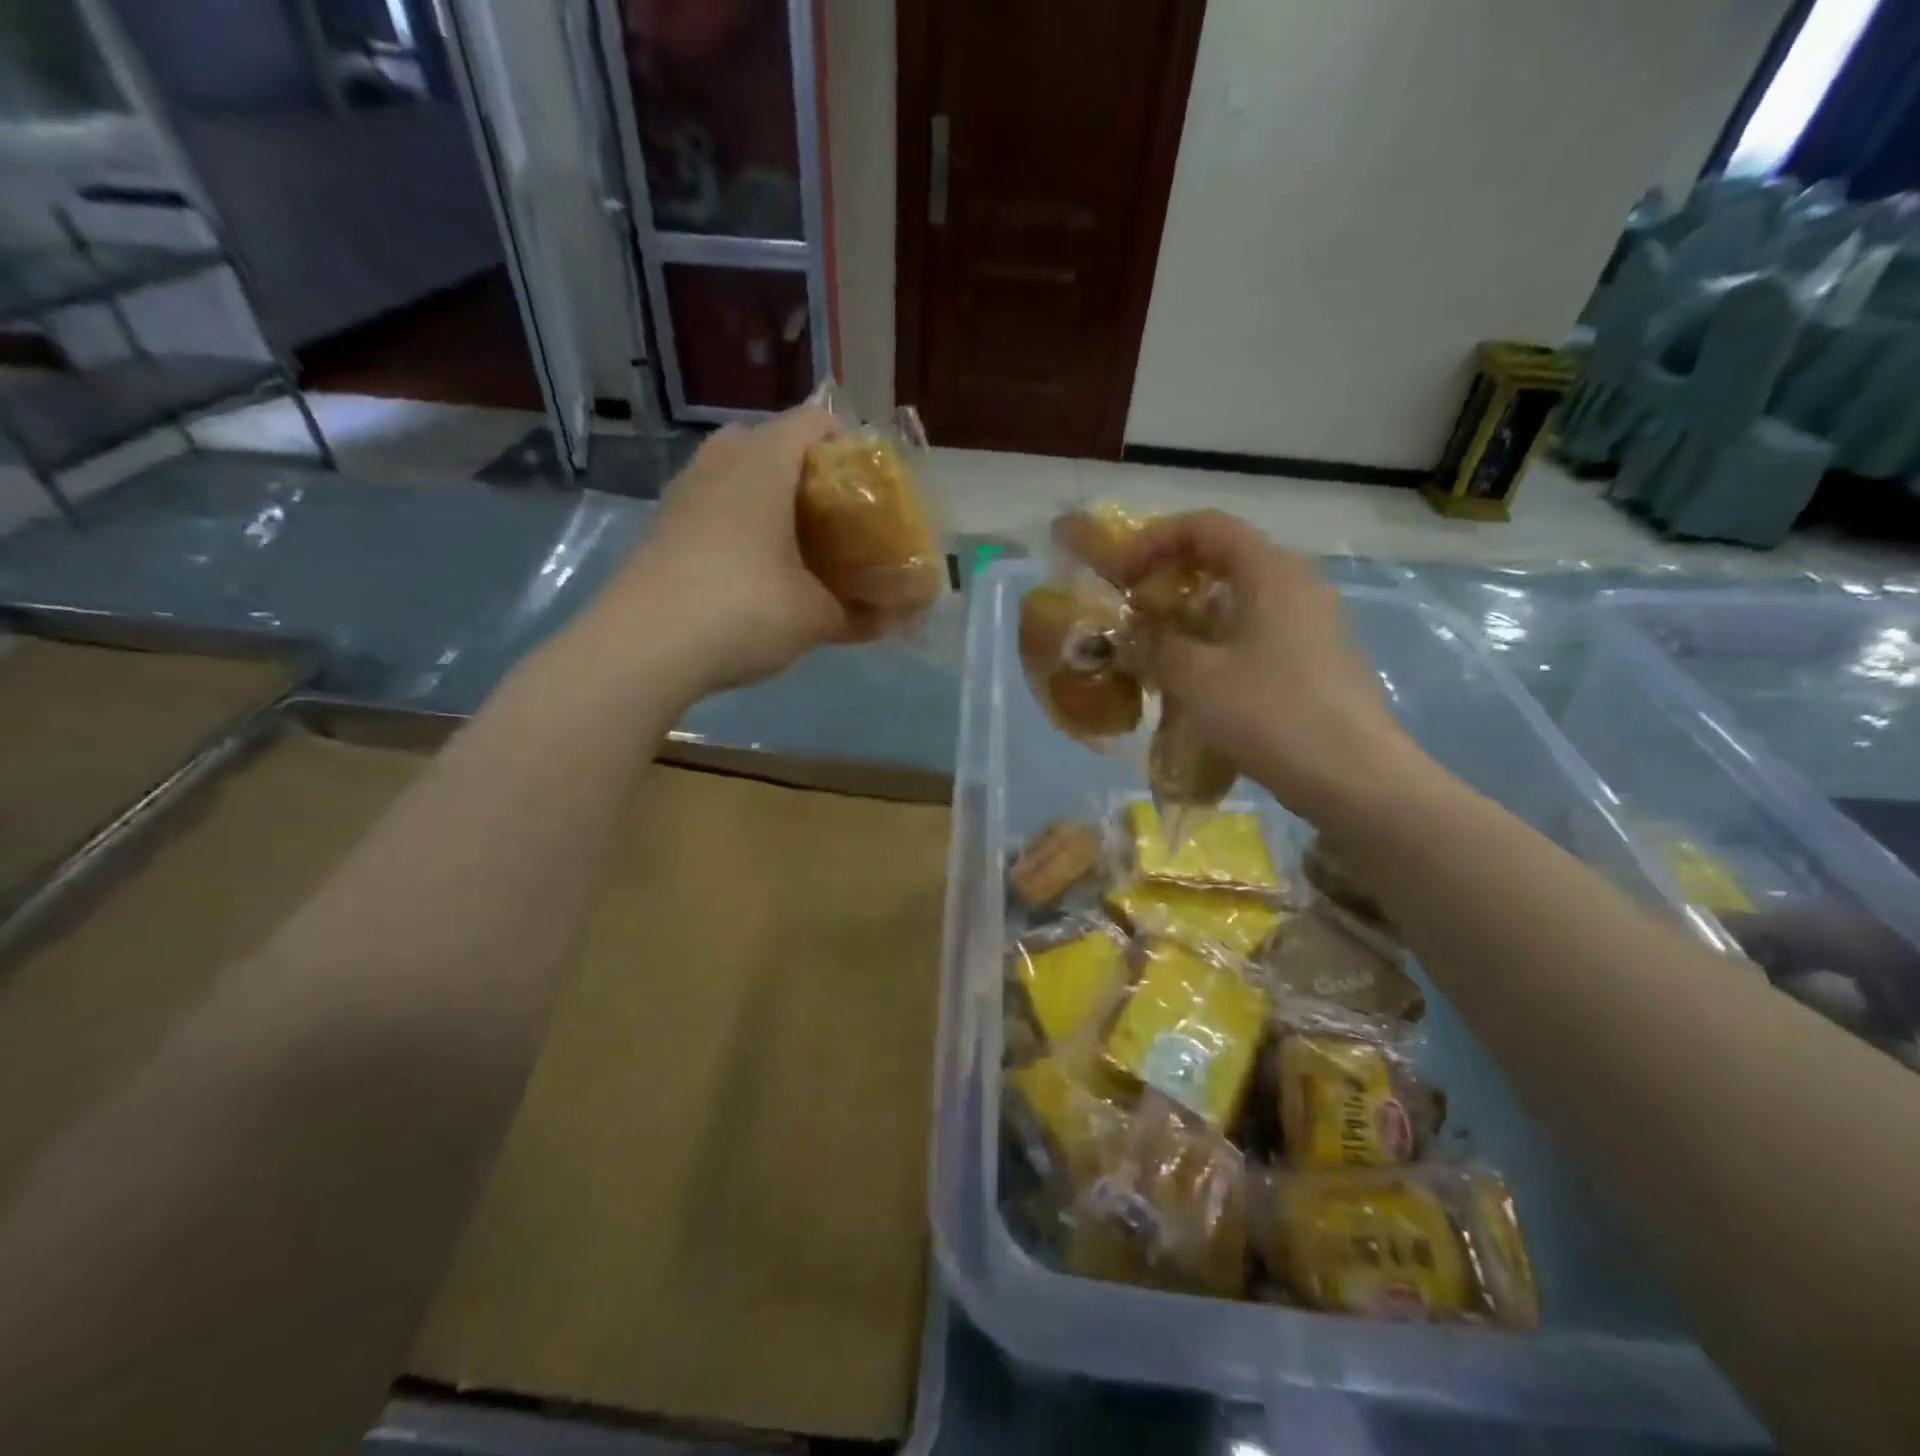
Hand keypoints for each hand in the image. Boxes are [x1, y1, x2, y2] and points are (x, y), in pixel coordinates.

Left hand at [601, 405, 869, 696]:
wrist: (643, 648)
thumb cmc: (744, 610)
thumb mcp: (814, 617)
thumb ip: (858, 614)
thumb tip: (891, 621)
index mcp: (763, 464)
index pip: (812, 422)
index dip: (846, 445)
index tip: (866, 487)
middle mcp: (719, 464)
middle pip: (768, 441)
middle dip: (802, 470)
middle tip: (829, 514)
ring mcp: (682, 494)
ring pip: (733, 472)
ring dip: (765, 497)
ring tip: (793, 543)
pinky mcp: (661, 527)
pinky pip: (709, 505)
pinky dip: (735, 522)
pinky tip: (751, 569)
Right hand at [1114, 511, 1427, 824]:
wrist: (1354, 778)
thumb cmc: (1271, 714)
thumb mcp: (1196, 677)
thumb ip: (1154, 645)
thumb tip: (1131, 634)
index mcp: (1270, 571)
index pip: (1205, 526)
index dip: (1152, 541)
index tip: (1118, 578)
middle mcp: (1296, 584)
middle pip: (1222, 559)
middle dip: (1167, 581)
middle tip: (1131, 614)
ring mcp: (1311, 623)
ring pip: (1236, 600)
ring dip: (1188, 617)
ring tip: (1153, 652)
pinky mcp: (1314, 659)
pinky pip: (1253, 633)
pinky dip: (1215, 644)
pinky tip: (1193, 682)